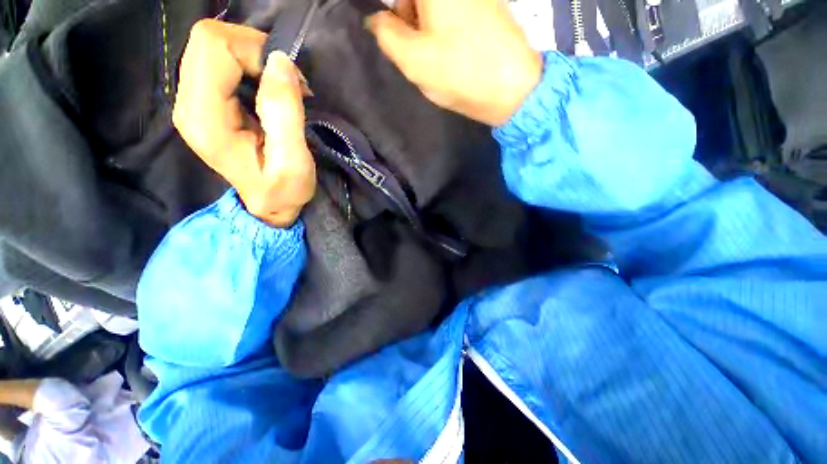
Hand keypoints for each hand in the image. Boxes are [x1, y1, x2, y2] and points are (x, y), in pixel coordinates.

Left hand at [173, 20, 315, 227]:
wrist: (268, 205)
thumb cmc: (283, 191)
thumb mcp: (293, 161)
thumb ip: (285, 113)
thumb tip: (280, 61)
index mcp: (205, 118)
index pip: (214, 47)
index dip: (254, 51)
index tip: (289, 81)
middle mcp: (188, 103)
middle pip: (208, 40)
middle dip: (254, 50)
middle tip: (287, 81)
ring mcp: (191, 101)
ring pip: (213, 47)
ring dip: (253, 58)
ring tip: (281, 88)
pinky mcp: (202, 101)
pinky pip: (219, 61)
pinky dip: (249, 66)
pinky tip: (268, 89)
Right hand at [366, 0, 542, 126]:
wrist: (511, 88)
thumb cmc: (459, 73)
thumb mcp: (412, 59)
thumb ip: (386, 34)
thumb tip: (376, 19)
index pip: (398, 0)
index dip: (396, 19)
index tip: (397, 39)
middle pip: (413, 1)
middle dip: (408, 22)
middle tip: (417, 52)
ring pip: (432, 9)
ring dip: (425, 30)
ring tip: (438, 58)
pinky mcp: (485, 7)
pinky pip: (451, 15)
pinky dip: (443, 32)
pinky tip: (452, 54)